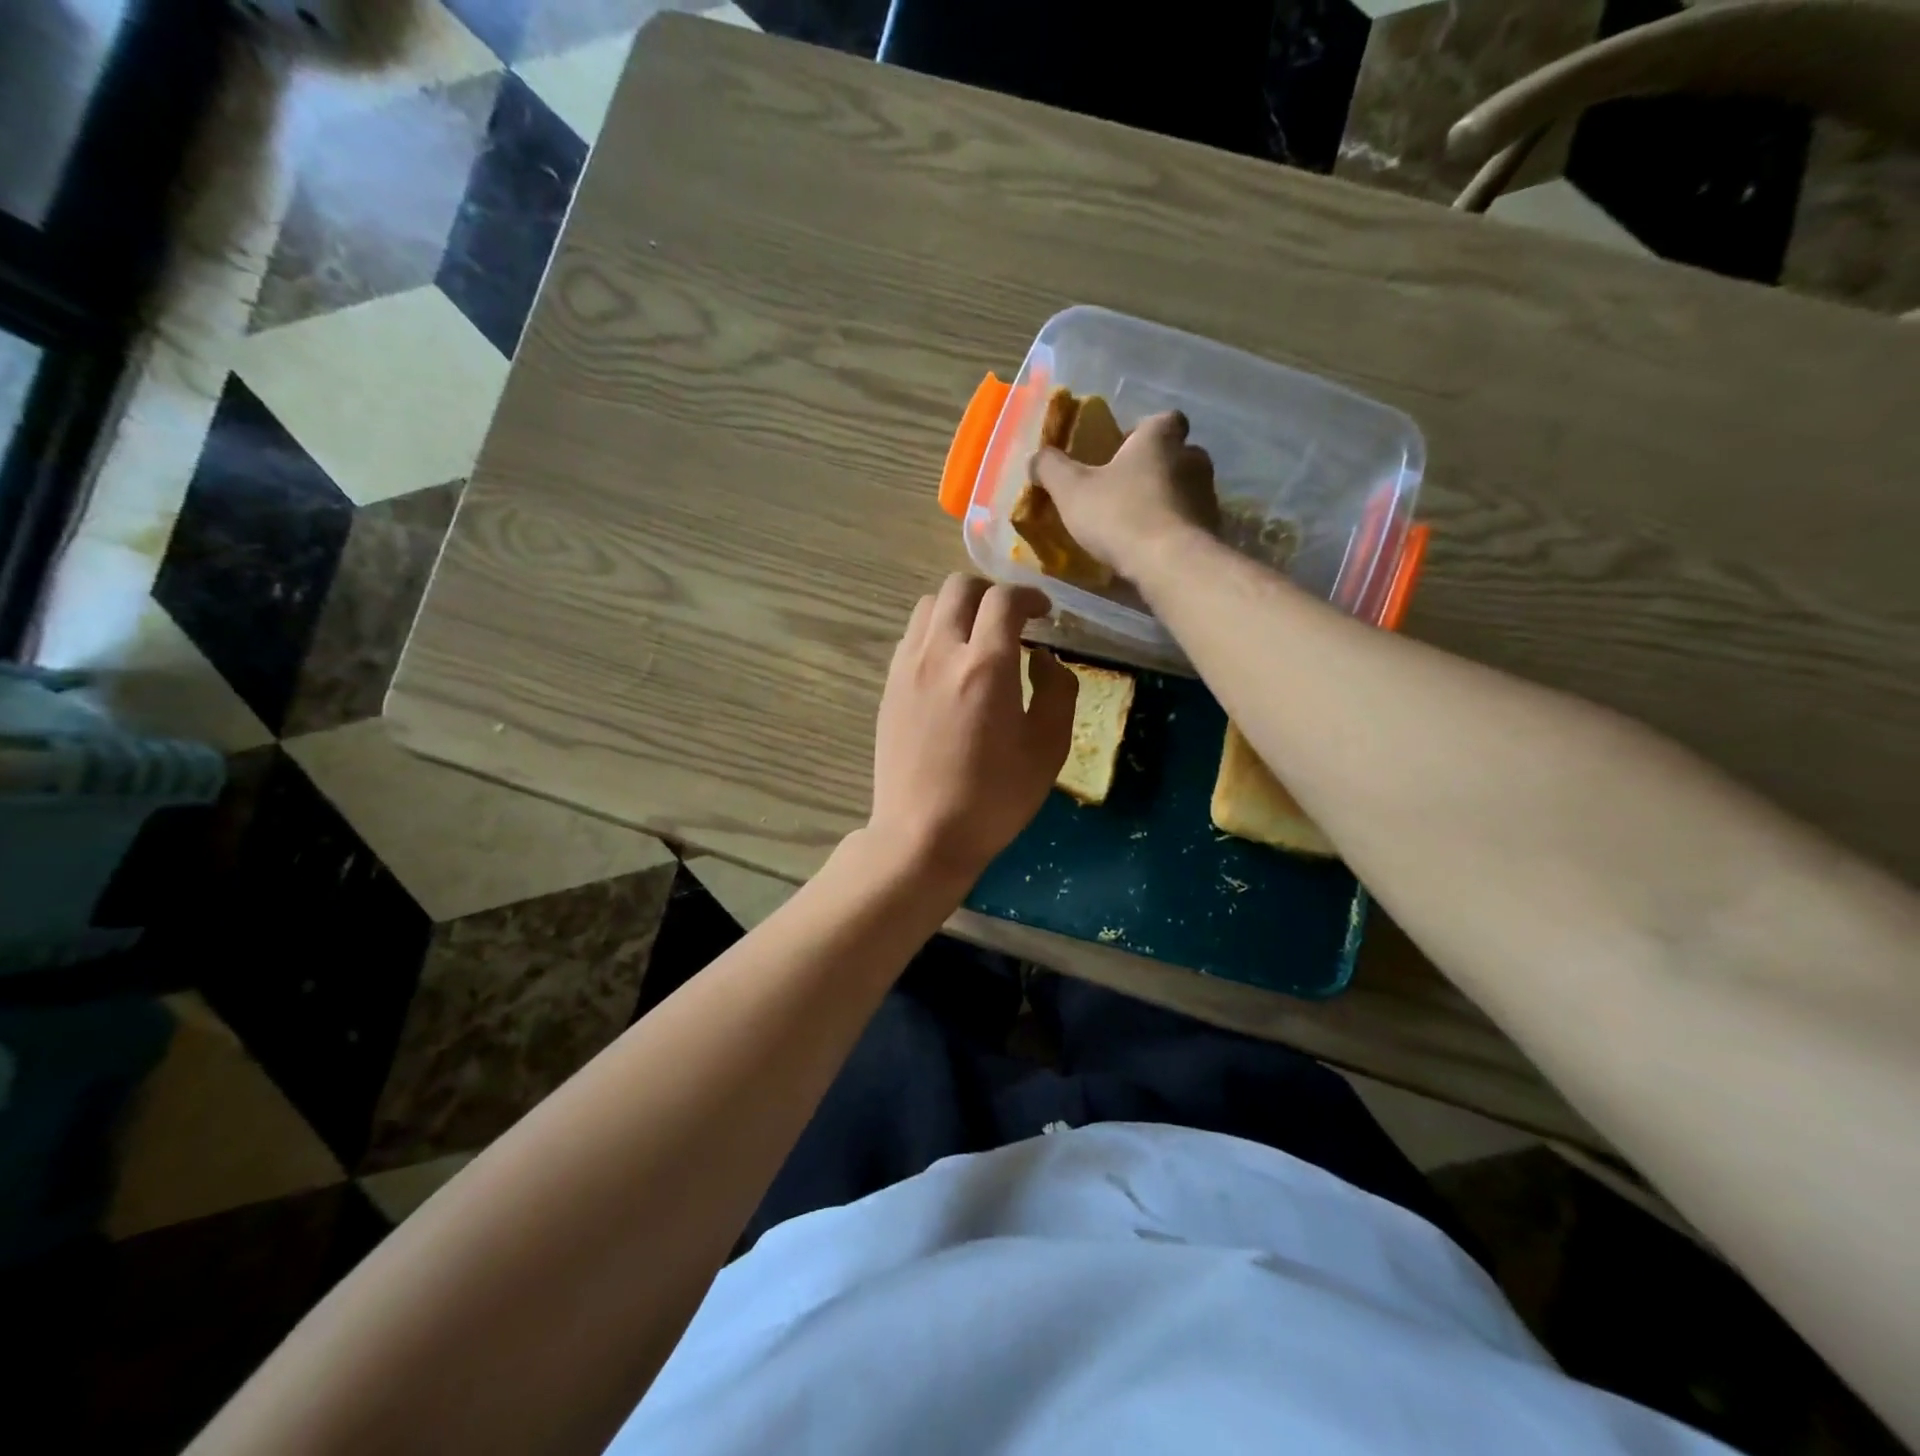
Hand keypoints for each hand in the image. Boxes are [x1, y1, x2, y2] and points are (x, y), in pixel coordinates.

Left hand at [870, 575, 1076, 886]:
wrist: (923, 834)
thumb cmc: (994, 797)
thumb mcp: (1048, 748)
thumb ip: (1057, 689)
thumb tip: (1044, 658)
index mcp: (985, 665)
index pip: (1004, 599)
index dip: (1030, 596)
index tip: (1044, 613)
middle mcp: (940, 652)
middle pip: (959, 587)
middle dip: (992, 593)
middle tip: (1012, 620)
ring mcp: (907, 667)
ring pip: (928, 605)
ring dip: (959, 608)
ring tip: (978, 637)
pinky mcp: (888, 686)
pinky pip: (911, 636)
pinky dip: (934, 632)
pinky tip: (949, 664)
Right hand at [1030, 410, 1218, 579]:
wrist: (1169, 563)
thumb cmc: (1119, 515)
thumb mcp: (1071, 490)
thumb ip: (1051, 468)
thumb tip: (1036, 457)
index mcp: (1160, 438)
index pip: (1164, 419)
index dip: (1145, 431)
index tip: (1125, 449)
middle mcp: (1192, 458)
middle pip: (1177, 454)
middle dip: (1156, 467)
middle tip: (1127, 488)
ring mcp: (1207, 495)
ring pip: (1186, 489)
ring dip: (1166, 500)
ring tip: (1138, 523)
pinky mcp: (1213, 529)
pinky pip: (1191, 521)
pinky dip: (1175, 528)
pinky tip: (1153, 547)